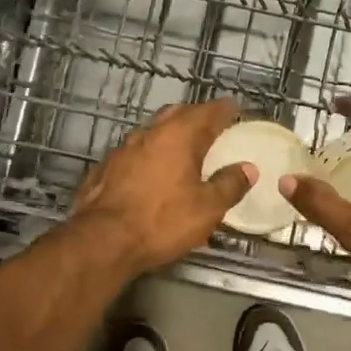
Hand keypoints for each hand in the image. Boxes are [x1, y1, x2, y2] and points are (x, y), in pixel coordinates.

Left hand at [70, 98, 253, 273]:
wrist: (102, 240)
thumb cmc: (162, 221)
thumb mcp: (207, 208)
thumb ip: (229, 185)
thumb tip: (248, 168)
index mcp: (179, 135)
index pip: (208, 112)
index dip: (224, 110)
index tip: (235, 111)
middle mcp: (149, 133)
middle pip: (177, 114)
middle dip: (195, 117)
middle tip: (210, 128)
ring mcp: (122, 148)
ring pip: (152, 131)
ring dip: (169, 135)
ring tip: (182, 150)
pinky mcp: (105, 167)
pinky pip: (133, 152)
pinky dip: (148, 155)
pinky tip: (150, 172)